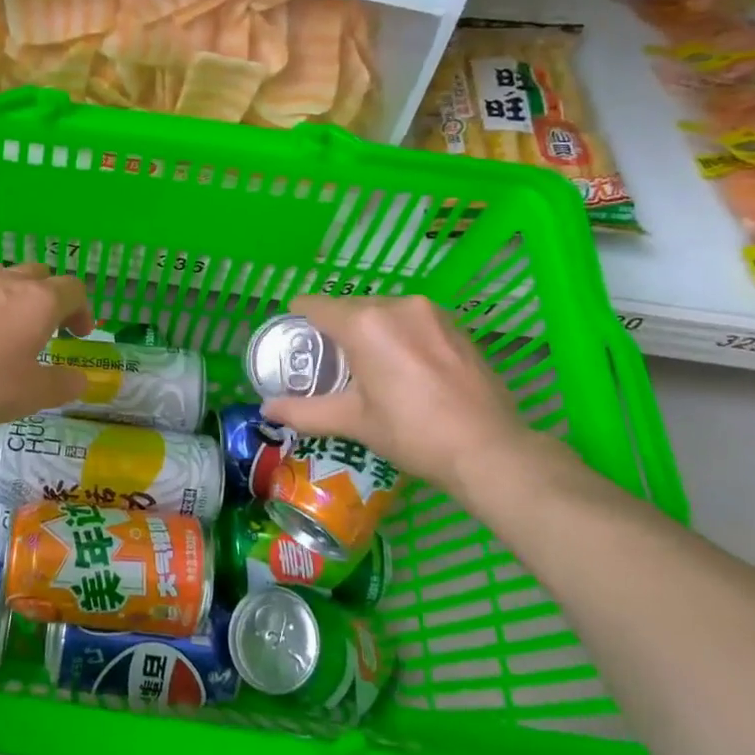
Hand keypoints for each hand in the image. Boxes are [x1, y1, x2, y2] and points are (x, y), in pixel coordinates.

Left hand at [0, 264, 93, 425]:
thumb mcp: (32, 393)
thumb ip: (62, 385)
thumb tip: (80, 379)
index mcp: (41, 301)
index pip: (74, 289)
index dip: (83, 310)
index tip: (79, 334)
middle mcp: (12, 282)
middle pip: (43, 274)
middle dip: (53, 297)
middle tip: (50, 327)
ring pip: (10, 276)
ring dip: (21, 294)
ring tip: (15, 325)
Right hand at [259, 294, 545, 494]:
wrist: (489, 449)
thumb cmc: (412, 433)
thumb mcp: (353, 422)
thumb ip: (304, 412)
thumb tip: (266, 411)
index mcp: (363, 324)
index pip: (314, 305)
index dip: (298, 319)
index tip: (295, 340)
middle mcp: (395, 305)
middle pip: (349, 307)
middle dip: (336, 330)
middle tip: (332, 364)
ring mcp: (430, 312)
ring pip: (382, 311)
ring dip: (369, 331)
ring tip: (370, 367)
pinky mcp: (455, 324)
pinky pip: (411, 319)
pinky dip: (399, 335)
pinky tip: (407, 368)